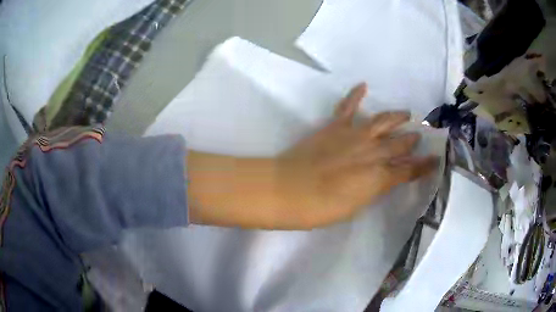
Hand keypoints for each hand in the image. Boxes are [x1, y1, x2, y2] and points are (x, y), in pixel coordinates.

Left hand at [188, 83, 437, 229]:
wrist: (288, 190)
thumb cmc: (321, 208)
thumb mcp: (356, 206)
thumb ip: (374, 189)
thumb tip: (385, 179)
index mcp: (378, 177)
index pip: (409, 170)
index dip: (424, 165)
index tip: (436, 160)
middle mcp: (372, 153)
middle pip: (399, 144)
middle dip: (412, 139)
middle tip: (421, 134)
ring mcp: (354, 136)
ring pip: (382, 122)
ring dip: (396, 117)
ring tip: (407, 113)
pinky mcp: (334, 127)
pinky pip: (347, 107)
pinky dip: (355, 95)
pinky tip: (363, 85)